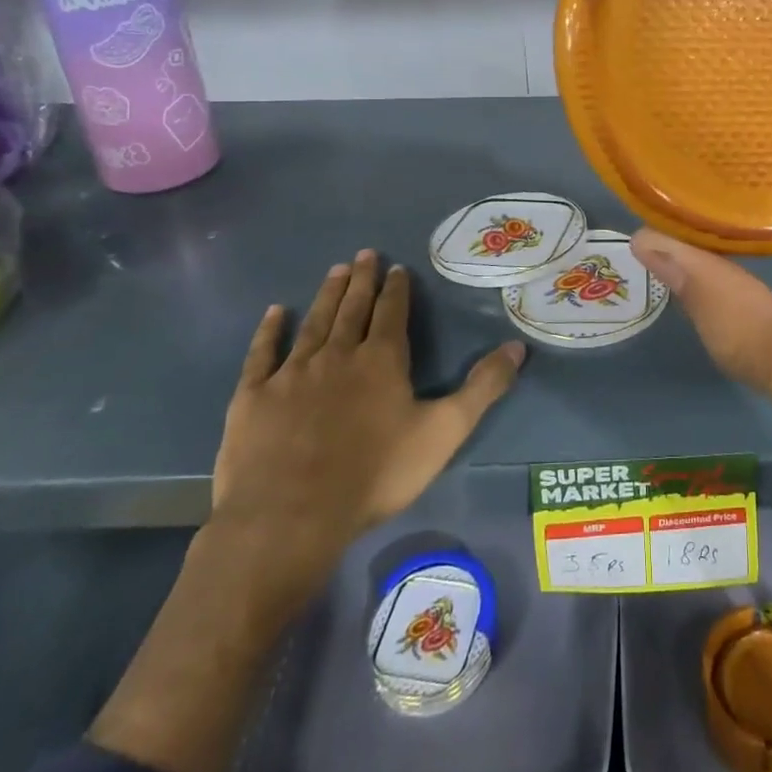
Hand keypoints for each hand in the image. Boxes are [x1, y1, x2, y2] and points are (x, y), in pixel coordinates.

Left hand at [208, 250, 525, 624]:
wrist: (290, 516)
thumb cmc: (375, 474)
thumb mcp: (444, 432)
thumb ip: (482, 388)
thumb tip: (518, 347)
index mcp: (382, 360)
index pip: (392, 313)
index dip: (396, 289)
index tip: (396, 267)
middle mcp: (338, 354)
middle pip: (352, 309)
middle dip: (361, 280)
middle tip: (363, 254)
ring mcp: (292, 373)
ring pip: (314, 323)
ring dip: (327, 295)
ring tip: (335, 270)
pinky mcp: (253, 396)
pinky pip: (263, 354)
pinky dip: (269, 331)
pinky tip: (275, 312)